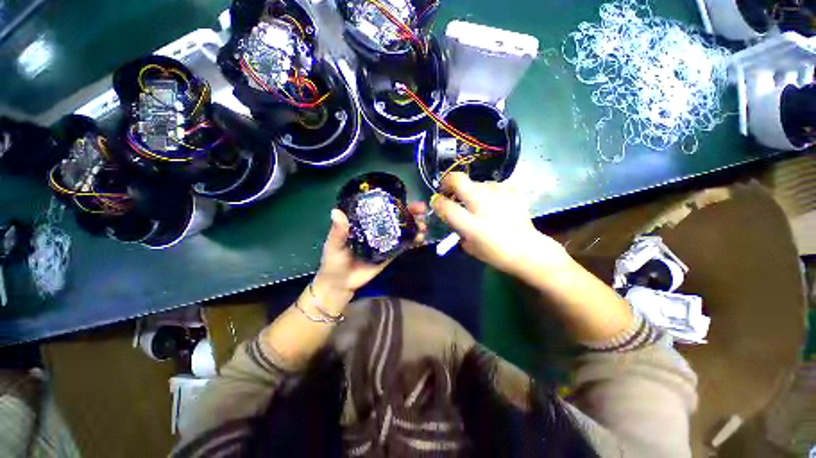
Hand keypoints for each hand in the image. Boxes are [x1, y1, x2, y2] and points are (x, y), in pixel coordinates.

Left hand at [313, 203, 427, 298]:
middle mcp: (377, 229)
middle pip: (396, 217)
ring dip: (415, 225)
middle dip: (410, 212)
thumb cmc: (334, 261)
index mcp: (364, 222)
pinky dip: (413, 241)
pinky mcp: (390, 253)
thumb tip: (336, 211)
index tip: (406, 198)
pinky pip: (404, 245)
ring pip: (403, 230)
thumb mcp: (334, 245)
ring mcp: (385, 241)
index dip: (394, 202)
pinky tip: (421, 238)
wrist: (341, 284)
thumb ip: (338, 231)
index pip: (381, 208)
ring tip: (424, 226)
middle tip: (422, 209)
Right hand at [430, 173, 569, 278]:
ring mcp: (498, 194)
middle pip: (459, 180)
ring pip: (476, 182)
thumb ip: (457, 228)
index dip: (436, 202)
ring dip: (470, 190)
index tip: (436, 202)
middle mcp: (483, 205)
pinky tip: (492, 203)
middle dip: (448, 181)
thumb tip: (450, 214)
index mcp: (471, 224)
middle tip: (447, 188)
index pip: (445, 206)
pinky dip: (487, 193)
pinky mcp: (511, 191)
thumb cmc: (495, 253)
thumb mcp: (468, 246)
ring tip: (475, 202)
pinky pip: (492, 186)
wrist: (527, 249)